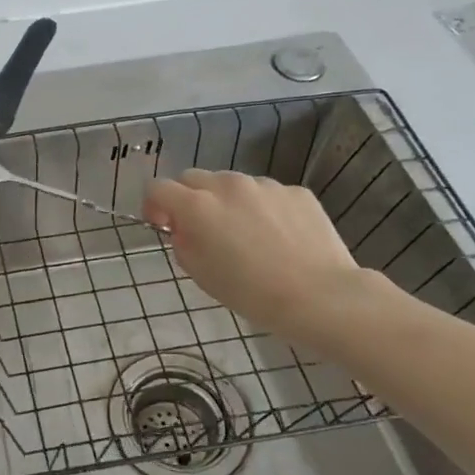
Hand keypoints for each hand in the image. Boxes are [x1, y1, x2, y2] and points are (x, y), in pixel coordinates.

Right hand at [143, 170, 371, 337]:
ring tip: (245, 234)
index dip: (154, 205)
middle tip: (200, 229)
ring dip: (226, 201)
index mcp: (197, 206)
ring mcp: (265, 185)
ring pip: (232, 183)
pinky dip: (261, 208)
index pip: (158, 188)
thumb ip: (183, 244)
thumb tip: (184, 229)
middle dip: (188, 198)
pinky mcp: (295, 191)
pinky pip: (267, 194)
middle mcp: (228, 185)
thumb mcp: (201, 275)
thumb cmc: (251, 293)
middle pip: (193, 178)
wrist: (320, 296)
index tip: (163, 225)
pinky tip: (277, 237)